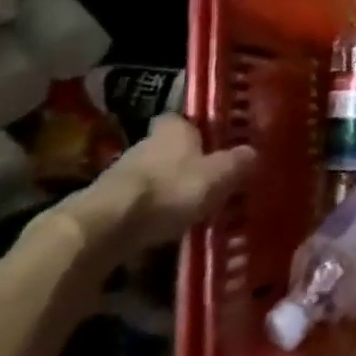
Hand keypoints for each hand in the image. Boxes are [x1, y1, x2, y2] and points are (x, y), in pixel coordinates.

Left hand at [65, 115, 256, 256]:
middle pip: (167, 150)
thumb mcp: (218, 176)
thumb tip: (254, 152)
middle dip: (182, 164)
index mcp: (174, 128)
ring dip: (162, 192)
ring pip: (149, 178)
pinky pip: (132, 207)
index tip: (213, 146)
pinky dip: (144, 217)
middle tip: (205, 182)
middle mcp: (145, 143)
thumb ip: (238, 163)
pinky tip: (158, 235)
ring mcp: (119, 175)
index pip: (186, 120)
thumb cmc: (170, 190)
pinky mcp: (101, 207)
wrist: (105, 229)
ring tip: (184, 213)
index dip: (199, 132)